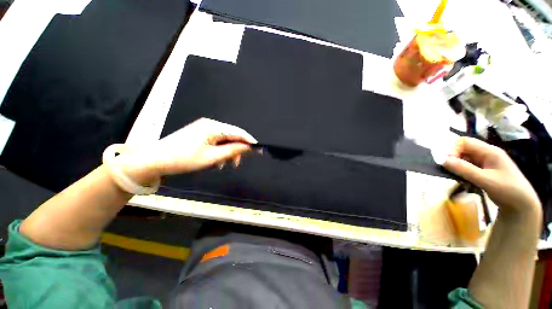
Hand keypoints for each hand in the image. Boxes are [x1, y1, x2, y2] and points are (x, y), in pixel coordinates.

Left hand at [120, 118, 256, 182]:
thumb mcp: (212, 157)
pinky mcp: (200, 134)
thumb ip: (233, 150)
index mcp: (213, 127)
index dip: (249, 141)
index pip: (238, 132)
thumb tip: (248, 147)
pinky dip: (220, 151)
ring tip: (226, 164)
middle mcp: (210, 124)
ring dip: (228, 152)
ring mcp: (204, 128)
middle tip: (237, 163)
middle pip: (232, 135)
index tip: (259, 149)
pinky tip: (217, 161)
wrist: (155, 159)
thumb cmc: (184, 159)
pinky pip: (217, 141)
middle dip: (237, 149)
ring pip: (225, 140)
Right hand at [444, 137, 540, 214]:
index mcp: (489, 151)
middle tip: (449, 171)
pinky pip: (468, 167)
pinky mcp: (484, 171)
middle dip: (453, 159)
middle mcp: (487, 154)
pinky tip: (463, 181)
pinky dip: (462, 172)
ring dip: (457, 167)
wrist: (522, 205)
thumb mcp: (485, 180)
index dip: (452, 150)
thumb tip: (440, 159)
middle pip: (463, 150)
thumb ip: (463, 169)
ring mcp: (486, 162)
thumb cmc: (507, 190)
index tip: (446, 163)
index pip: (464, 142)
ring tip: (456, 178)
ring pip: (464, 159)